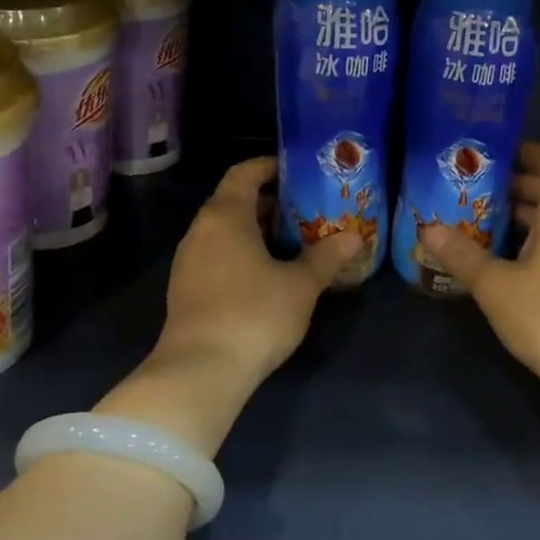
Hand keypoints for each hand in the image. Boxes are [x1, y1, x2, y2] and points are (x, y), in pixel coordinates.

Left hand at [161, 156, 361, 384]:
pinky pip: (217, 256)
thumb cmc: (254, 314)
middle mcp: (201, 231)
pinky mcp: (186, 290)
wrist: (199, 372)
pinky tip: (267, 275)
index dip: (269, 166)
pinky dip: (241, 254)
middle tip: (305, 210)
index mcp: (225, 216)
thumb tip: (354, 237)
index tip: (297, 170)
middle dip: (270, 203)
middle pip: (234, 202)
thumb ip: (326, 257)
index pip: (244, 173)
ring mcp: (188, 262)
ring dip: (256, 232)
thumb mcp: (300, 285)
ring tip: (292, 243)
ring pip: (225, 232)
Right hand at [421, 143, 539, 399]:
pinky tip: (505, 259)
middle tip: (475, 188)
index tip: (497, 154)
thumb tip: (426, 230)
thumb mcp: (494, 284)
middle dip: (515, 186)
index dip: (530, 151)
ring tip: (482, 221)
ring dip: (523, 216)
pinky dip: (534, 239)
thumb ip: (461, 255)